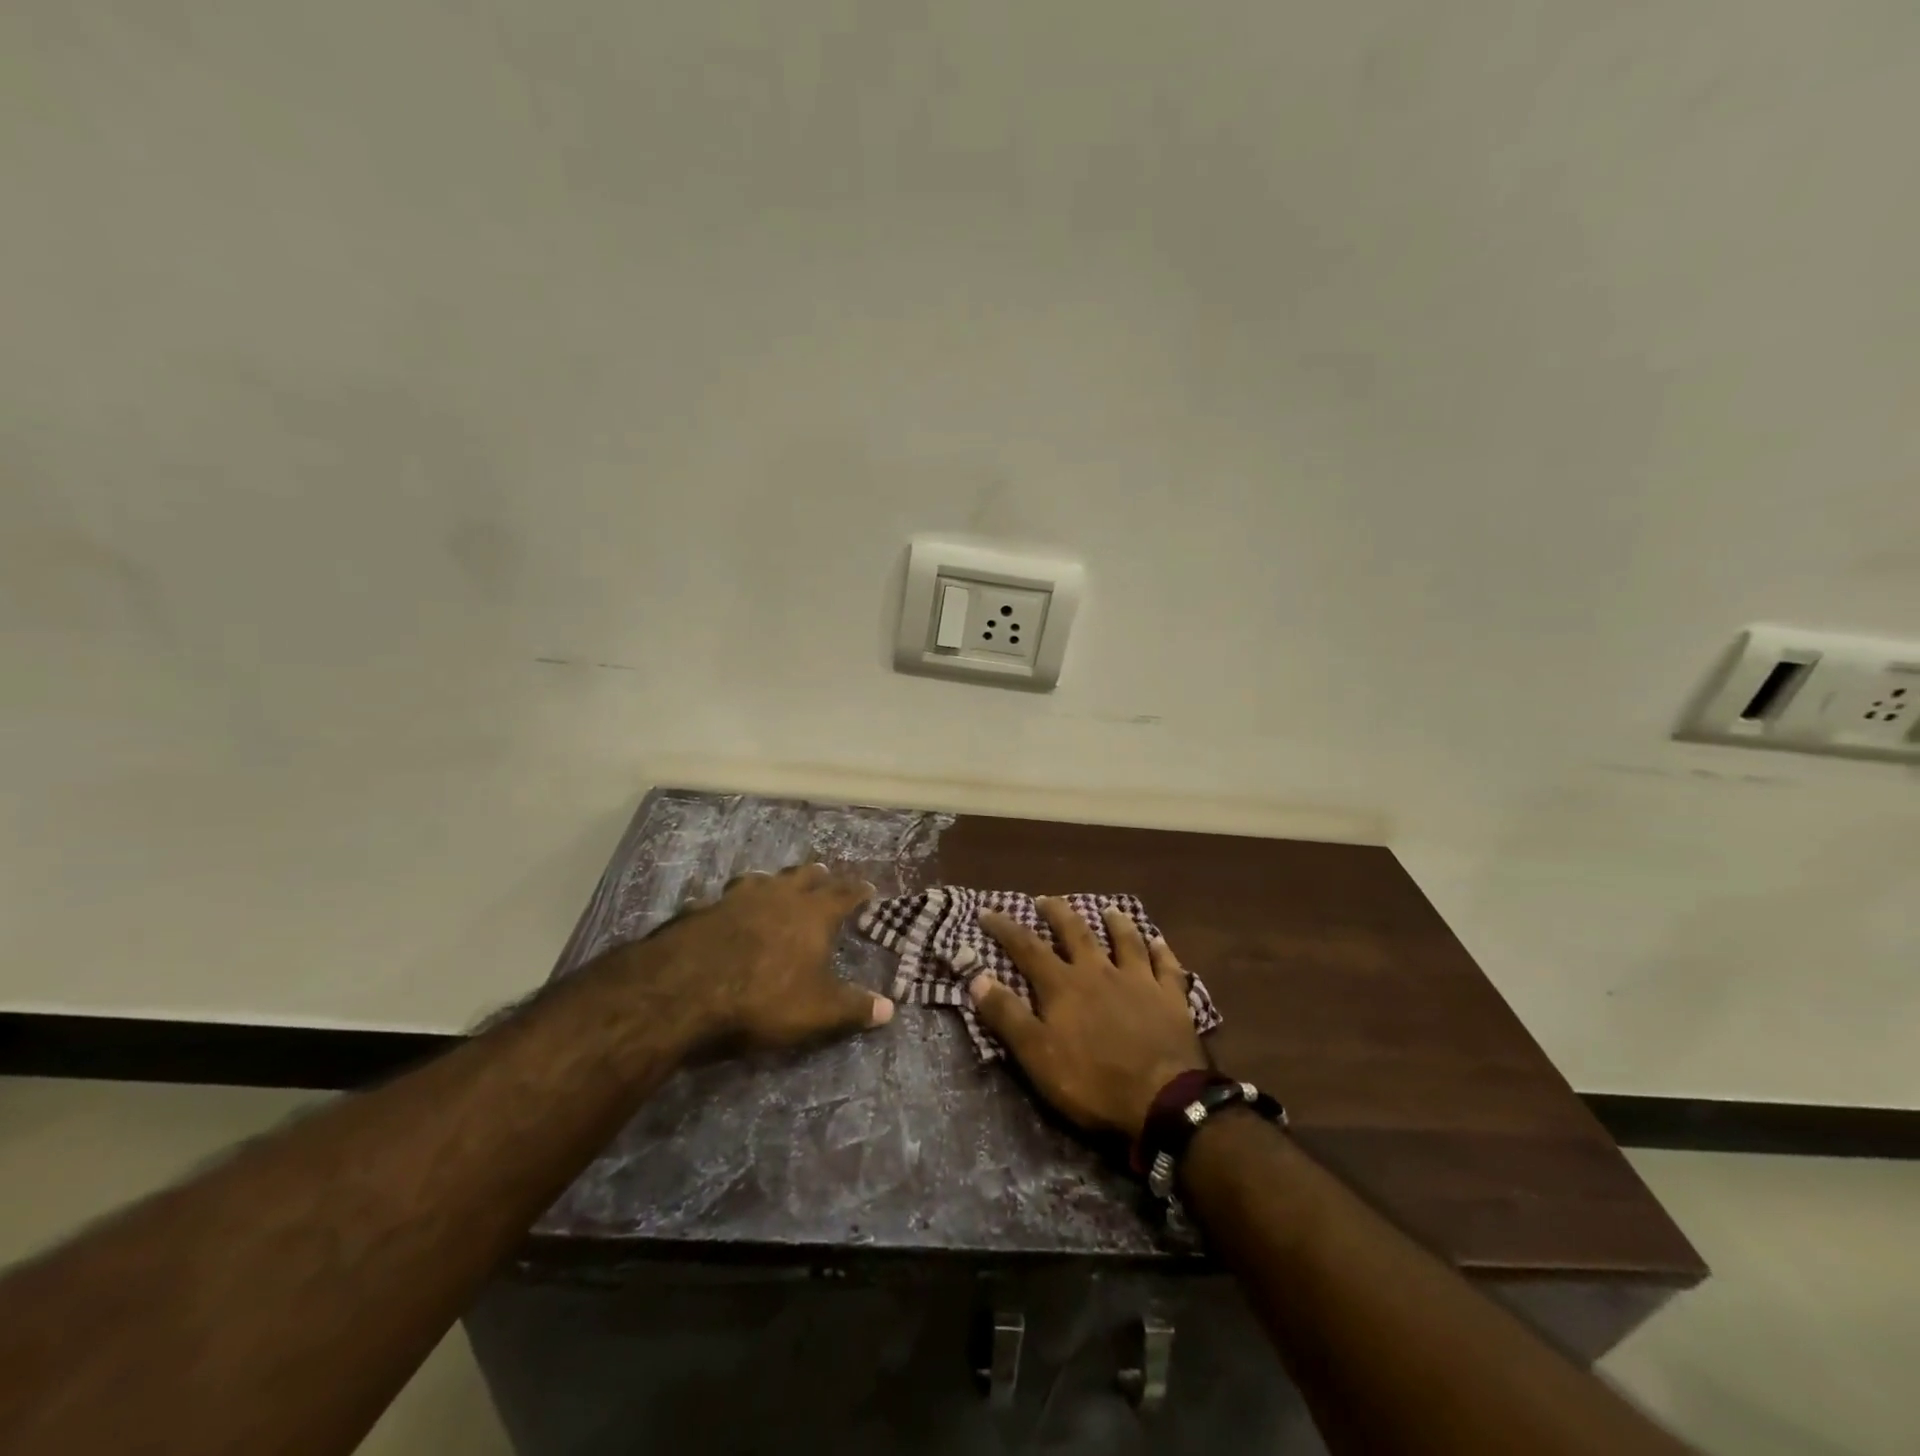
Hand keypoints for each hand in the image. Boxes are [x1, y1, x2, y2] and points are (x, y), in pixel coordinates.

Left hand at [637, 863, 892, 1052]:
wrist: (685, 990)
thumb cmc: (764, 997)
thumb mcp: (818, 1011)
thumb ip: (854, 1008)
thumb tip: (889, 1009)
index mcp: (813, 913)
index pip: (844, 894)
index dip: (858, 891)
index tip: (867, 888)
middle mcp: (779, 896)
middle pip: (803, 876)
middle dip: (817, 876)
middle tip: (825, 875)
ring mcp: (738, 898)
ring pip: (763, 879)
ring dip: (774, 881)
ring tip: (776, 884)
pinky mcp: (703, 910)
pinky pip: (725, 898)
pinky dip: (733, 902)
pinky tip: (726, 911)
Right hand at [971, 899, 1206, 1138]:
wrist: (1163, 1099)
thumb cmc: (1093, 1081)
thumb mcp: (1037, 1054)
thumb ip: (1007, 1015)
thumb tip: (977, 977)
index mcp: (1064, 985)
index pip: (1027, 947)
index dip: (1005, 928)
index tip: (987, 911)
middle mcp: (1099, 972)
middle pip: (1076, 933)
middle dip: (1057, 913)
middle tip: (1045, 899)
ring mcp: (1139, 981)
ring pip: (1126, 941)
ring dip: (1115, 923)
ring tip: (1108, 909)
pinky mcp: (1171, 998)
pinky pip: (1167, 966)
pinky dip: (1162, 951)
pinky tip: (1159, 942)